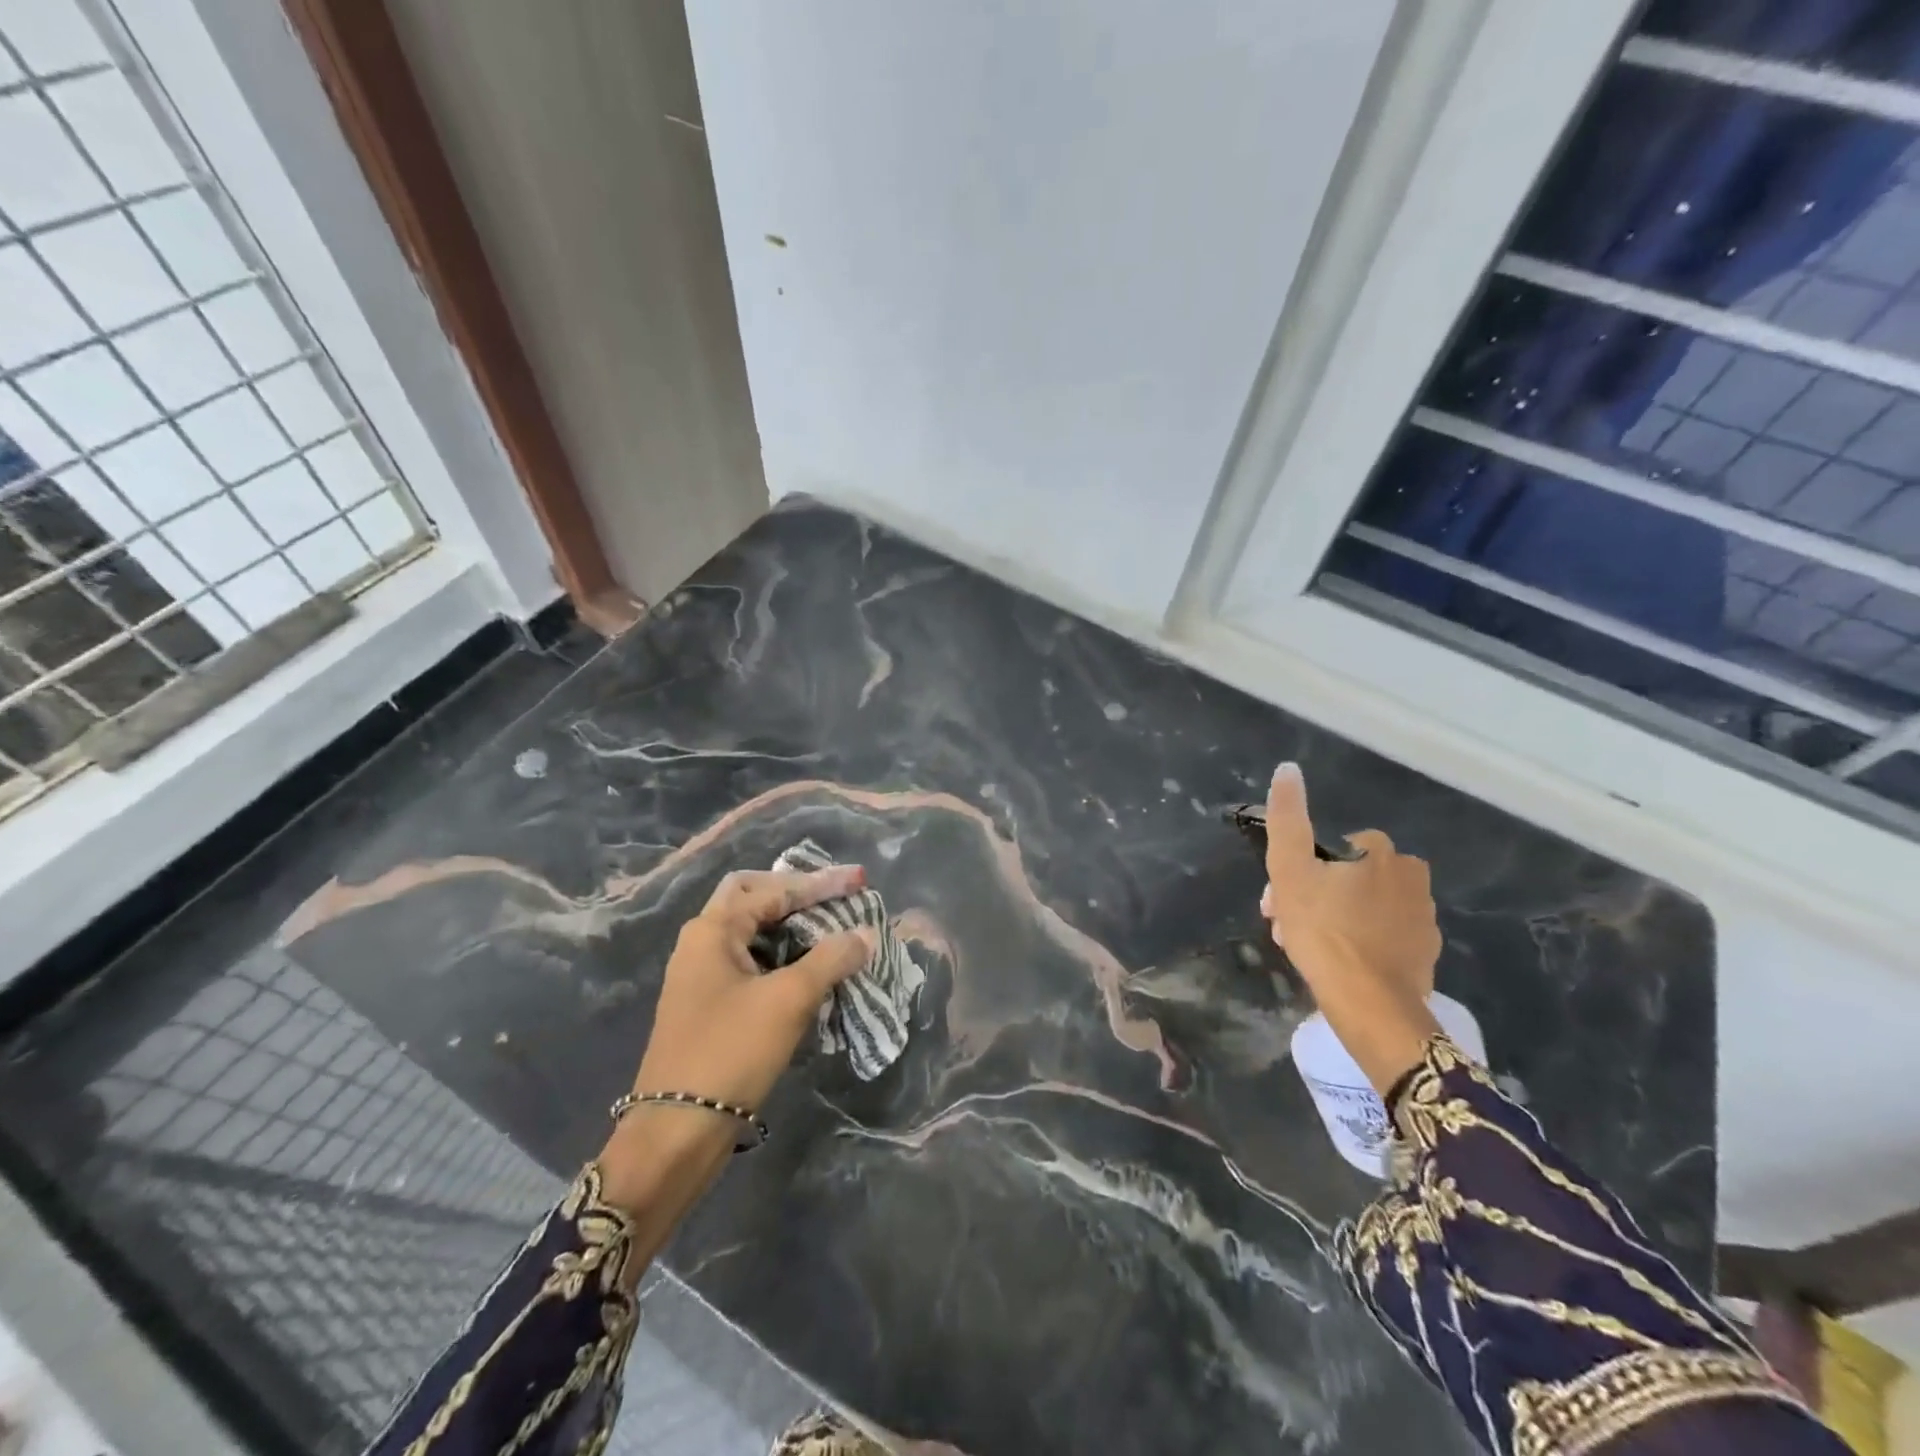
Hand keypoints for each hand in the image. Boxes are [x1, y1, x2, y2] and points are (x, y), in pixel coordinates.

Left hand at [595, 865, 873, 1259]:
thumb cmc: (731, 1053)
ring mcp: (703, 975)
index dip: (821, 883)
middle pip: (754, 898)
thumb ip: (830, 959)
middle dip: (797, 893)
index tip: (861, 881)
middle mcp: (702, 943)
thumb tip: (865, 934)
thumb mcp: (788, 1000)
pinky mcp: (710, 1005)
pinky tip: (810, 969)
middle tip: (835, 896)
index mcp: (712, 930)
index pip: (774, 890)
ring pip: (753, 932)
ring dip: (792, 926)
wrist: (676, 1133)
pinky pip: (752, 962)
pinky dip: (783, 956)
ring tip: (831, 928)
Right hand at [1261, 762, 1440, 1092]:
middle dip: (1315, 898)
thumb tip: (1288, 769)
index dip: (1301, 871)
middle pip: (1349, 879)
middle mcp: (1412, 879)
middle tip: (1289, 929)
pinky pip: (1384, 938)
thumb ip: (1288, 818)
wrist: (1371, 1006)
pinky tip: (1340, 965)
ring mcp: (1424, 920)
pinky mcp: (1427, 956)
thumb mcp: (1290, 870)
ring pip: (1365, 908)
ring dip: (1335, 920)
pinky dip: (1361, 944)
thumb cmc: (1324, 932)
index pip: (1333, 849)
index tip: (1280, 900)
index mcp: (1382, 854)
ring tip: (1309, 950)